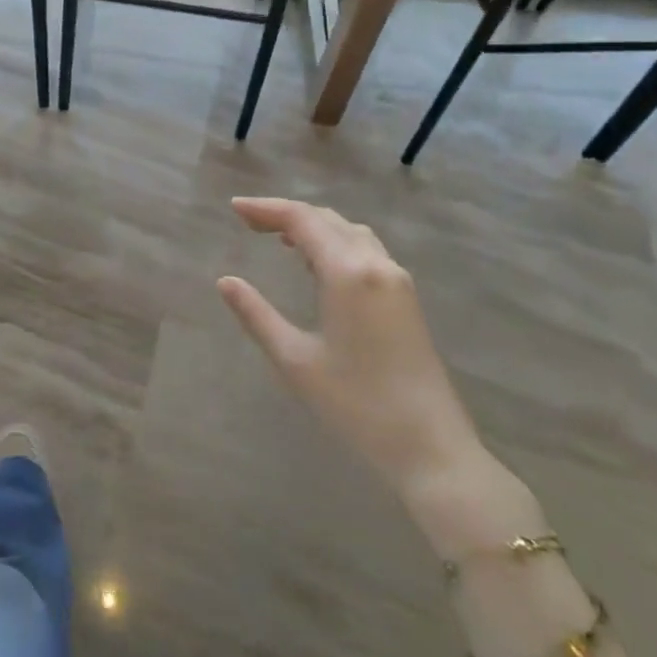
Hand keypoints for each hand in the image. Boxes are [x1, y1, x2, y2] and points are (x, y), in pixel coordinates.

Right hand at [219, 197, 491, 517]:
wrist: (430, 448)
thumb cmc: (356, 405)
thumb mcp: (295, 360)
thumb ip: (257, 315)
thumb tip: (226, 281)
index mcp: (348, 273)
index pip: (303, 220)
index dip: (266, 208)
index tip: (234, 208)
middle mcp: (376, 264)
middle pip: (327, 219)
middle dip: (286, 214)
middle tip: (248, 221)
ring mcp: (397, 280)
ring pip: (350, 232)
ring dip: (313, 226)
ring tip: (277, 237)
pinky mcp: (406, 299)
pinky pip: (365, 251)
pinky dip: (335, 243)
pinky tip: (317, 263)